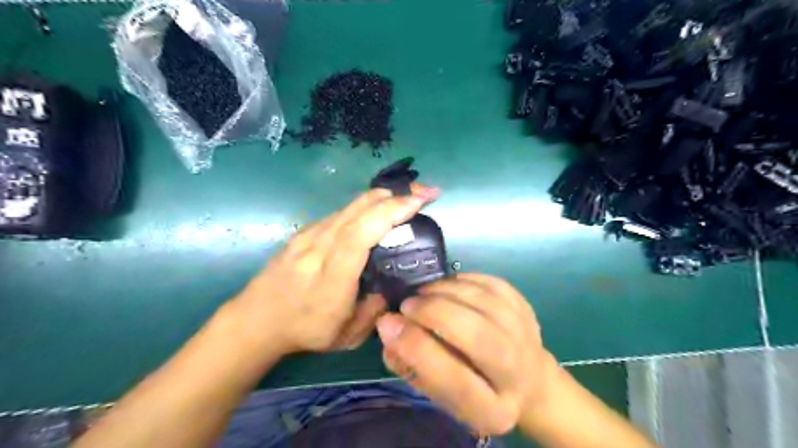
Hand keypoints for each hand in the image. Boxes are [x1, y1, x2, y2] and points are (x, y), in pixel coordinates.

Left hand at [231, 184, 439, 354]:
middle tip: (425, 193)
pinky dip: (366, 205)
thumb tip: (392, 286)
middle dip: (395, 196)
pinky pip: (341, 212)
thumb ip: (375, 311)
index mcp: (331, 278)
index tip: (418, 202)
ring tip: (408, 197)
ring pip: (350, 206)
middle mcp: (318, 248)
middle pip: (357, 211)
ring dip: (383, 197)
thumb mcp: (347, 336)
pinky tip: (380, 209)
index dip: (390, 213)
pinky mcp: (305, 231)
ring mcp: (309, 236)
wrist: (255, 319)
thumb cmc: (303, 331)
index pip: (359, 235)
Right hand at [376, 275, 556, 435]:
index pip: (454, 381)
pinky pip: (491, 283)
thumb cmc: (472, 389)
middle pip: (478, 336)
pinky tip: (444, 286)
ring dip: (444, 291)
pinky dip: (462, 280)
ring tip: (421, 293)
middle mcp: (517, 373)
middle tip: (407, 304)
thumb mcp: (438, 393)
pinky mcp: (525, 307)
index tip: (388, 323)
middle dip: (434, 313)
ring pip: (484, 302)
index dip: (417, 349)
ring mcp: (526, 335)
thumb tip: (388, 327)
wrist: (525, 379)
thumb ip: (409, 366)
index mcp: (492, 409)